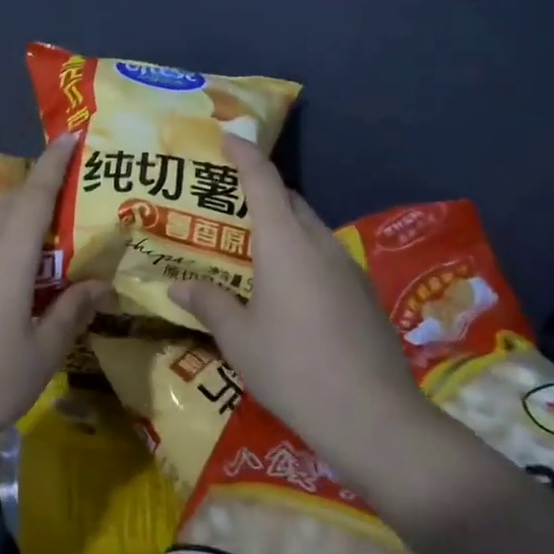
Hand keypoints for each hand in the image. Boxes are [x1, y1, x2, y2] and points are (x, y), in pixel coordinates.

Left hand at [0, 134, 108, 459]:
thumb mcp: (43, 352)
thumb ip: (72, 310)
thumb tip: (101, 284)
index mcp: (8, 259)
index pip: (35, 195)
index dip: (54, 162)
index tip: (71, 134)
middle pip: (13, 203)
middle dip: (42, 183)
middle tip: (74, 183)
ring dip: (23, 214)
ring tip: (53, 225)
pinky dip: (5, 240)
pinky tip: (18, 269)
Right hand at [169, 135, 433, 467]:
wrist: (374, 418)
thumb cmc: (293, 369)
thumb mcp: (240, 339)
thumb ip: (209, 304)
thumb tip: (178, 287)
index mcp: (284, 243)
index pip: (263, 181)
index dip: (245, 154)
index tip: (230, 136)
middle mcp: (318, 244)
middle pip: (289, 200)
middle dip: (261, 190)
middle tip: (228, 201)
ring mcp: (347, 267)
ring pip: (309, 227)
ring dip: (283, 224)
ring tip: (252, 245)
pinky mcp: (363, 293)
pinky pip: (324, 255)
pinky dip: (301, 252)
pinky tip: (287, 287)